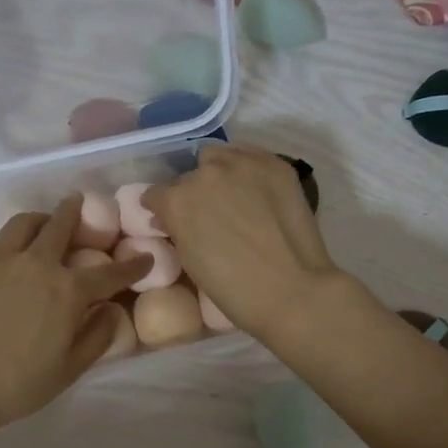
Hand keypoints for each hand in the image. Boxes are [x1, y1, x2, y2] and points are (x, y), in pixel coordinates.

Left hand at [0, 195, 150, 438]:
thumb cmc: (17, 384)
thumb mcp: (69, 370)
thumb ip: (97, 336)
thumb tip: (111, 310)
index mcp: (68, 290)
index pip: (110, 272)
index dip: (131, 265)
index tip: (144, 257)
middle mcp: (38, 264)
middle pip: (62, 225)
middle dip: (78, 212)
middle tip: (82, 205)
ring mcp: (1, 259)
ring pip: (27, 222)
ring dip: (43, 218)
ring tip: (45, 225)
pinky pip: (1, 239)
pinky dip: (16, 237)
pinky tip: (14, 254)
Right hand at [142, 145, 343, 340]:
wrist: (291, 290)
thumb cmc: (233, 289)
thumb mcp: (188, 261)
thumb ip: (176, 230)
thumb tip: (170, 219)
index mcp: (176, 200)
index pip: (155, 194)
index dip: (162, 210)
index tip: (171, 222)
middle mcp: (204, 173)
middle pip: (189, 175)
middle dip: (193, 193)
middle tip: (209, 214)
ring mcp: (242, 163)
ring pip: (218, 157)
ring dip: (219, 173)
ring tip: (235, 197)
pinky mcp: (275, 164)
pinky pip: (250, 156)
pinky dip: (248, 171)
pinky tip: (258, 192)